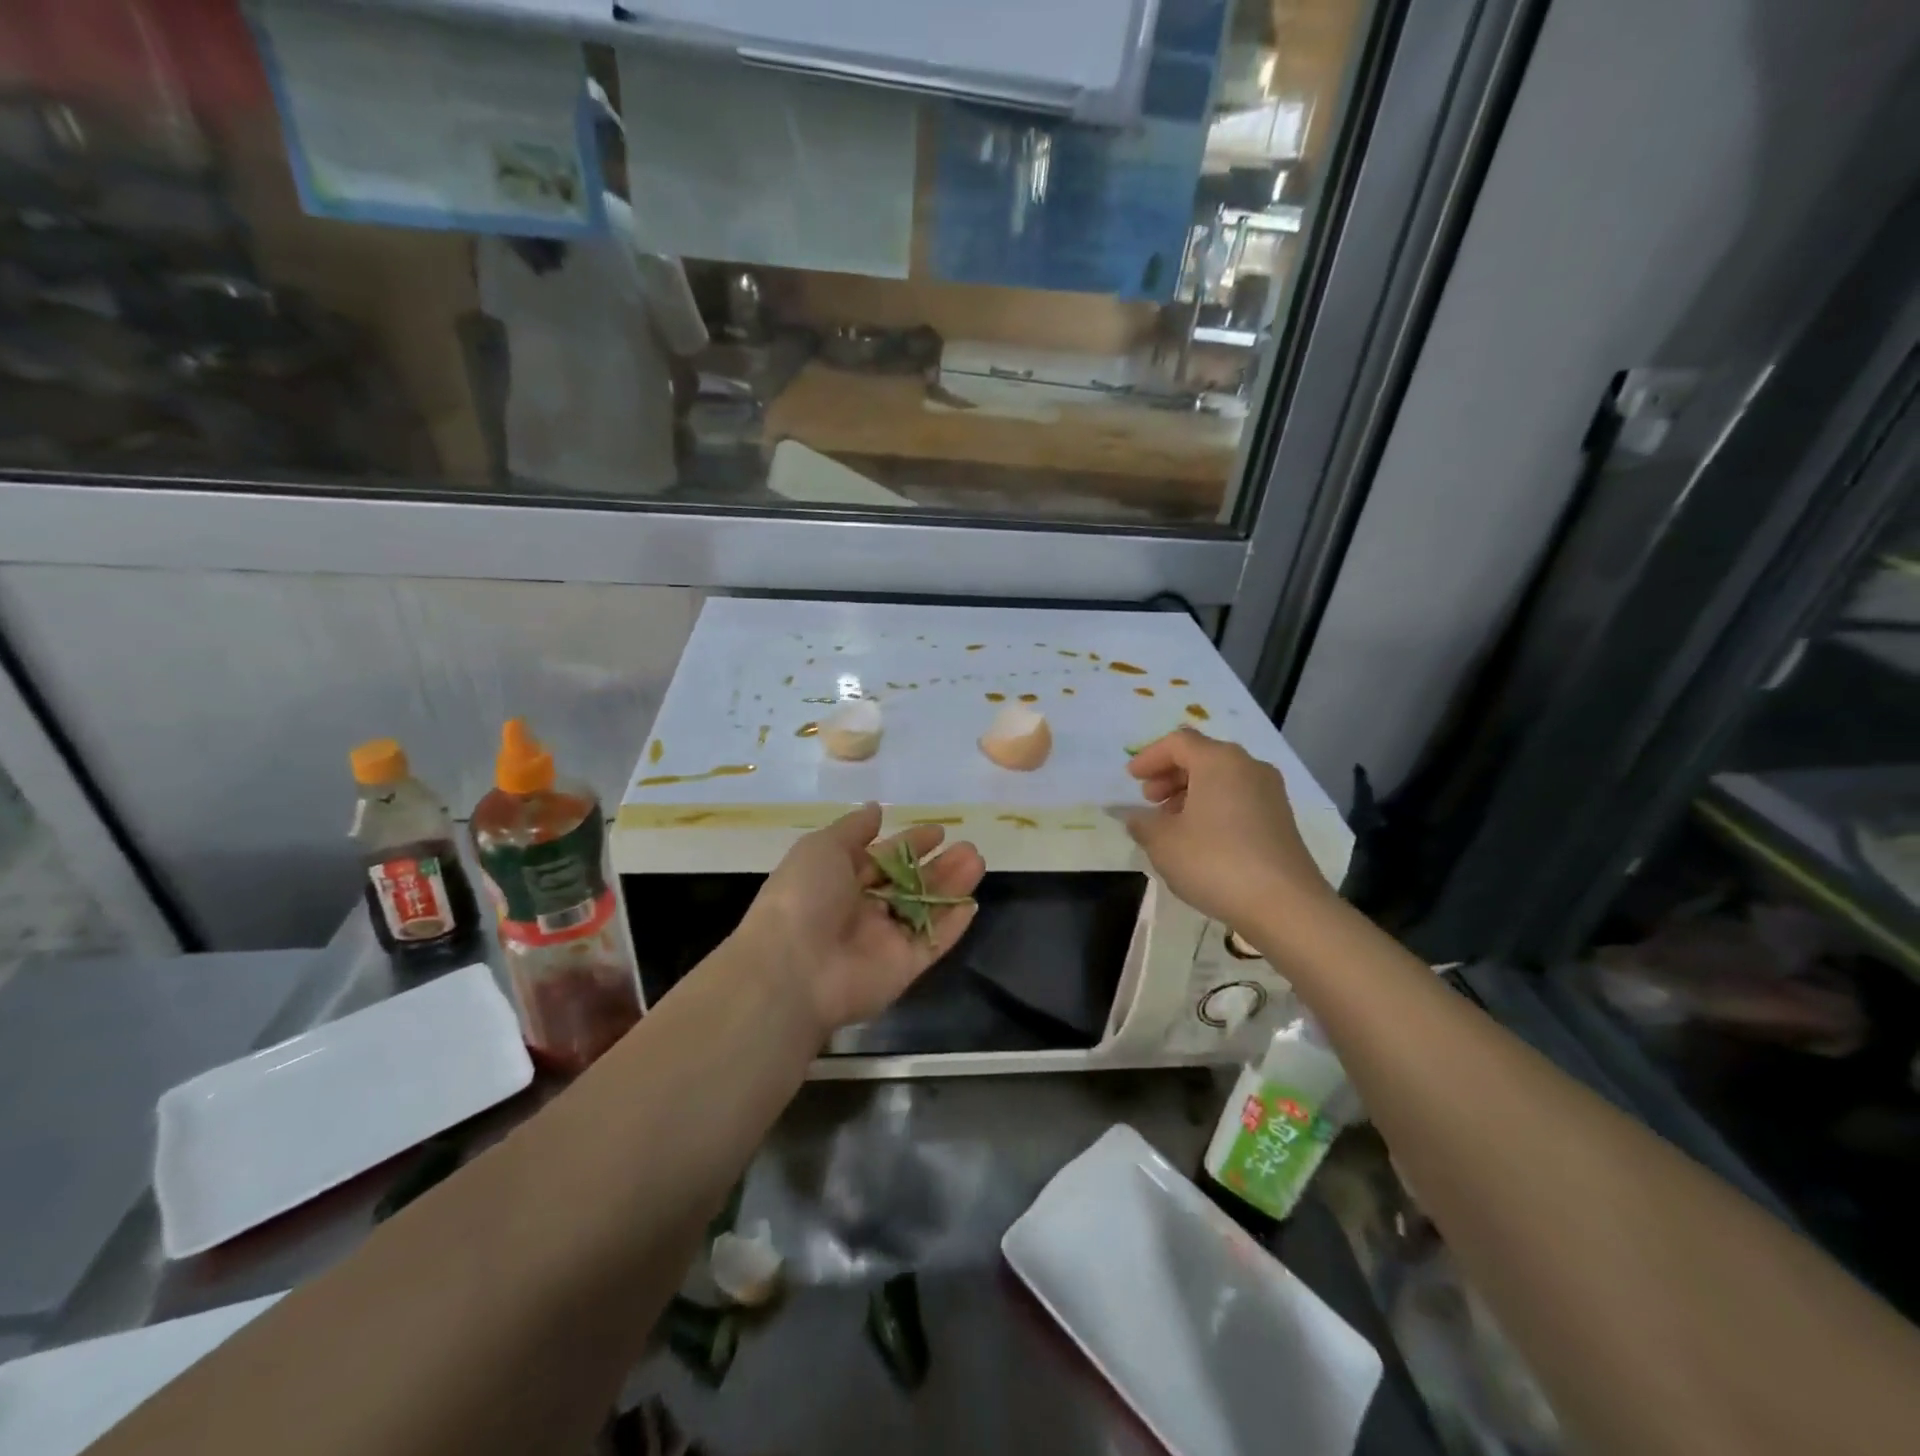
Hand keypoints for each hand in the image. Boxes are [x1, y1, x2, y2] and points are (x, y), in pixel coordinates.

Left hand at [734, 803, 983, 1036]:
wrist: (794, 967)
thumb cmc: (804, 896)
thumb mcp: (822, 847)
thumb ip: (853, 829)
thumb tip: (876, 808)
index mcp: (839, 881)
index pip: (882, 859)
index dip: (910, 844)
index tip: (938, 831)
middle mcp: (863, 910)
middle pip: (909, 884)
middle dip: (938, 865)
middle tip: (968, 848)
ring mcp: (884, 941)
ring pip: (925, 910)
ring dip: (951, 887)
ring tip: (977, 861)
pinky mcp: (903, 968)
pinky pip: (932, 943)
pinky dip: (952, 926)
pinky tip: (971, 903)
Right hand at [1124, 727, 1333, 931]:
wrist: (1285, 905)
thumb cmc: (1215, 862)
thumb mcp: (1163, 843)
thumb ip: (1143, 823)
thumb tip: (1137, 817)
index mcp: (1219, 760)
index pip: (1178, 742)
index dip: (1149, 757)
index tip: (1131, 779)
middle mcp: (1248, 767)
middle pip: (1202, 757)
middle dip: (1170, 775)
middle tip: (1149, 800)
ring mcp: (1270, 793)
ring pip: (1221, 779)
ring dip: (1190, 793)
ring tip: (1170, 822)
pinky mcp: (1281, 819)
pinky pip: (1238, 799)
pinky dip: (1213, 807)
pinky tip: (1199, 838)